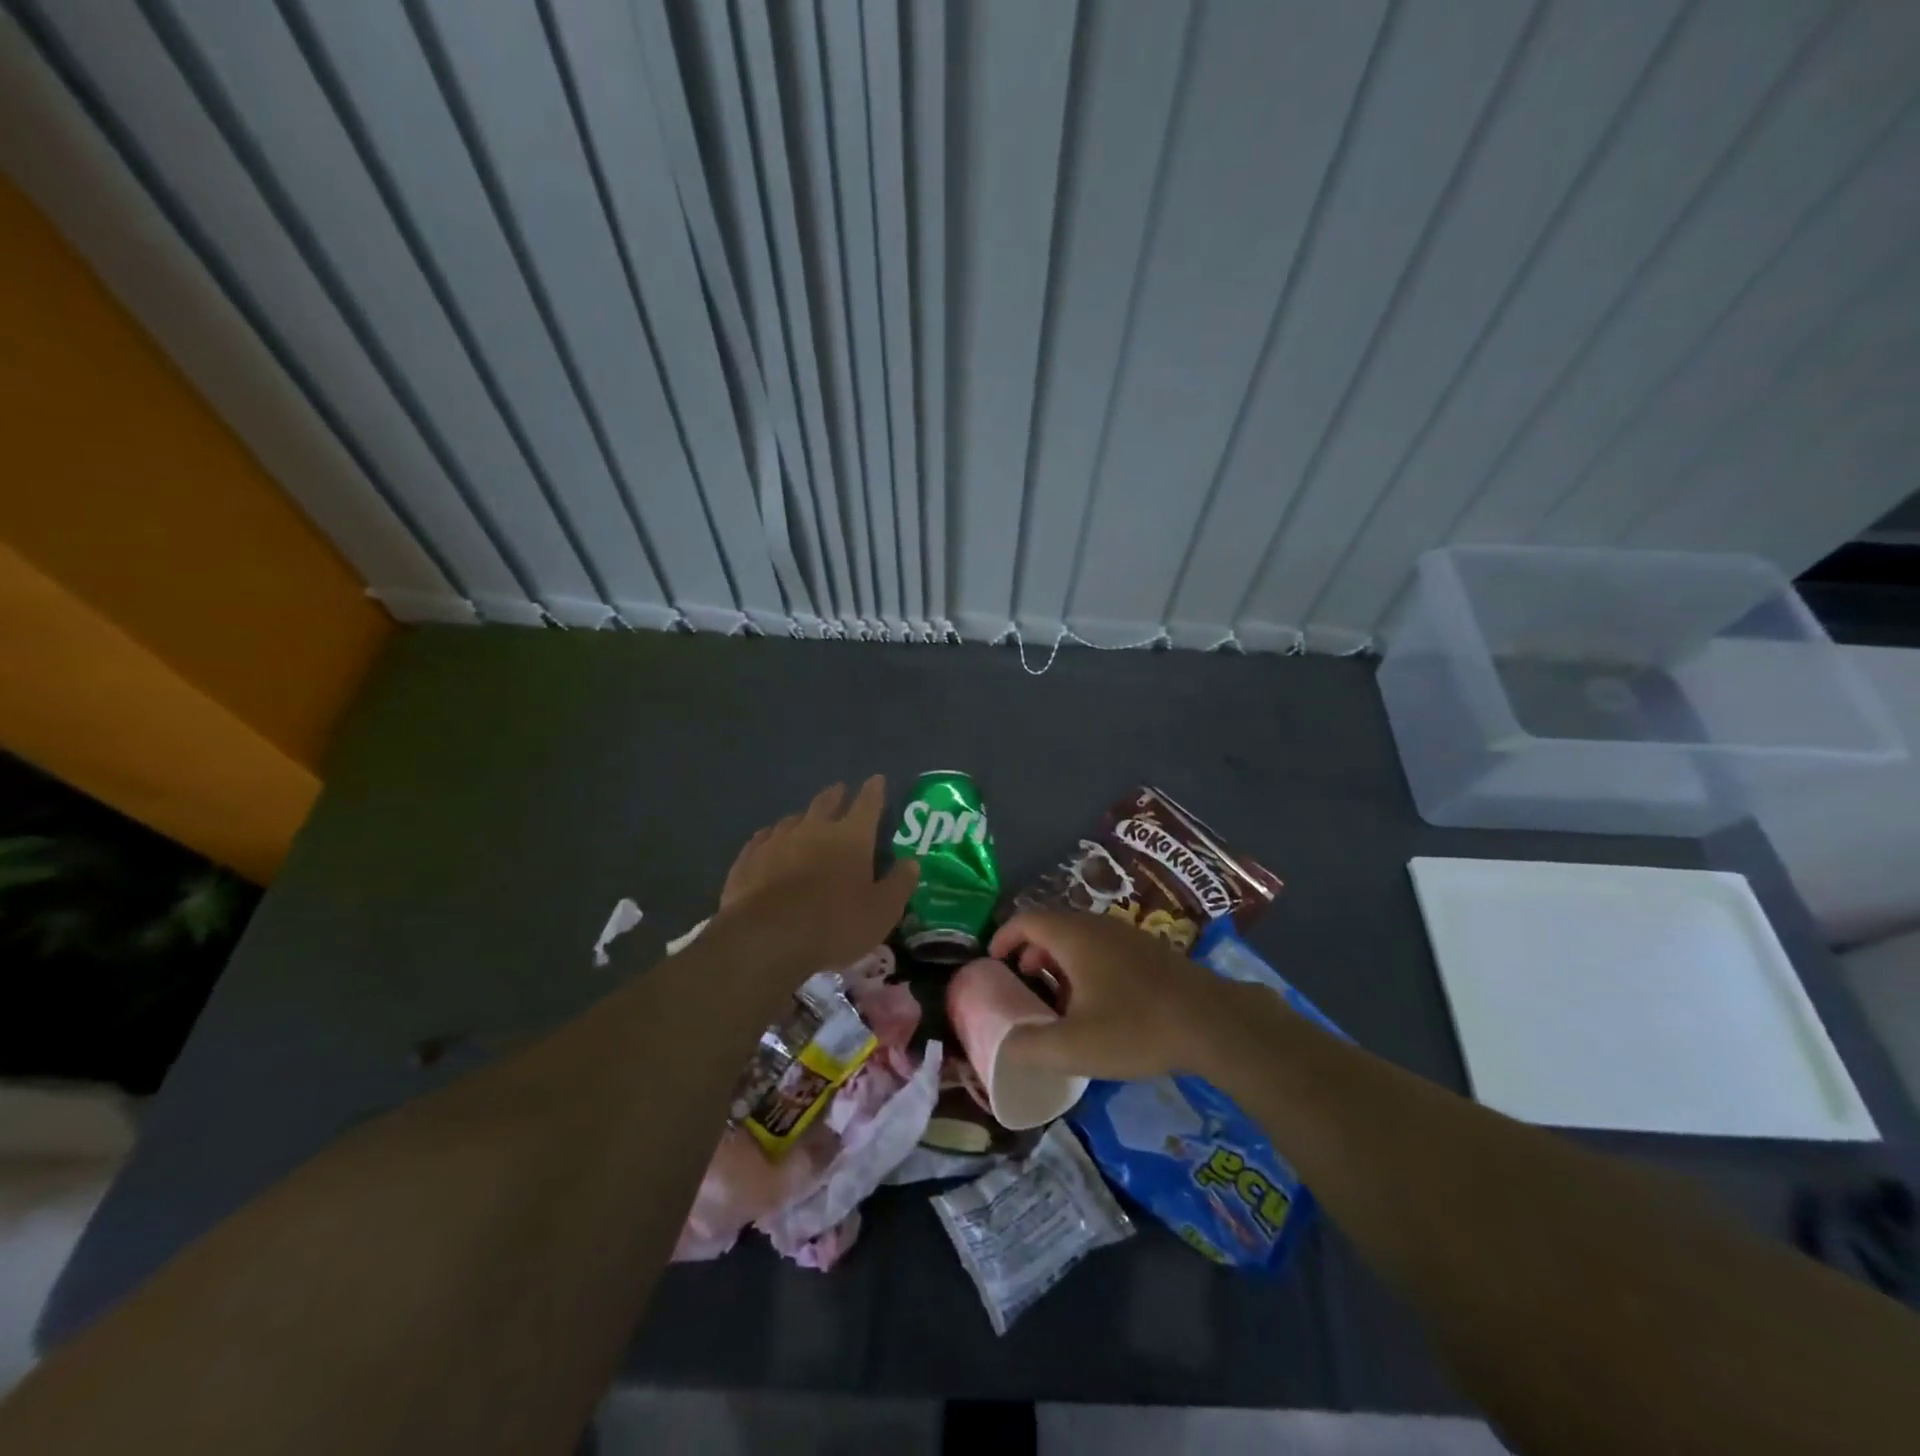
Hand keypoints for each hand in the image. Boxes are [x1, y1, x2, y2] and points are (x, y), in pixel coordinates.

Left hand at [715, 777, 918, 976]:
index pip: (867, 804)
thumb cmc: (834, 924)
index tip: (876, 780)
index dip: (874, 791)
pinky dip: (772, 837)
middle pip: (827, 802)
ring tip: (806, 820)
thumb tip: (912, 863)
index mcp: (851, 837)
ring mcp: (777, 840)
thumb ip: (899, 884)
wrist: (766, 938)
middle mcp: (814, 829)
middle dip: (837, 795)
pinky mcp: (749, 858)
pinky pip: (763, 838)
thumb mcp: (881, 912)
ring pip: (793, 819)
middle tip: (840, 791)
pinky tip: (770, 842)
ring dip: (804, 817)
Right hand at [988, 909, 1242, 1080]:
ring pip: (1080, 937)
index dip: (1004, 936)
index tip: (992, 960)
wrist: (1213, 1022)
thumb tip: (1002, 1046)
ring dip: (1060, 960)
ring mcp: (1127, 935)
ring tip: (1058, 998)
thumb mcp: (1075, 1047)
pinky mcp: (1150, 951)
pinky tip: (1099, 1003)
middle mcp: (1098, 926)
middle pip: (1053, 926)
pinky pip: (1104, 947)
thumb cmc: (1136, 1028)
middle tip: (1024, 983)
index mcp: (1074, 937)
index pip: (1026, 919)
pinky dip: (1086, 965)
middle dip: (1032, 951)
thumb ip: (1030, 1047)